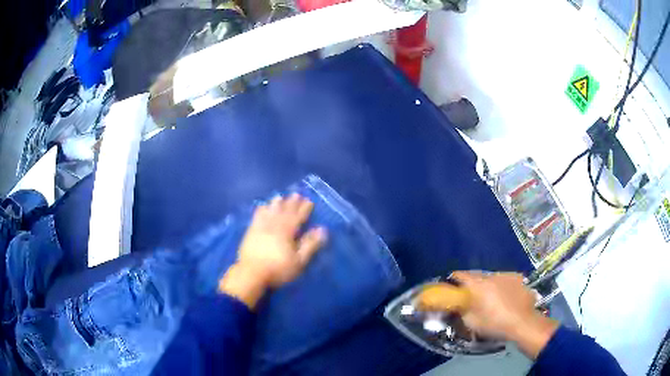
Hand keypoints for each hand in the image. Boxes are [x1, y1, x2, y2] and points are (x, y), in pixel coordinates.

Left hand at [218, 194, 326, 308]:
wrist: (251, 273)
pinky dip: (261, 211)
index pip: (298, 217)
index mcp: (287, 232)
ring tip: (280, 196)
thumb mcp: (299, 261)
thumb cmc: (278, 269)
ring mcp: (261, 227)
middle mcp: (274, 225)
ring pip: (270, 212)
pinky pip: (257, 217)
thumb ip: (310, 244)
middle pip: (284, 212)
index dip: (304, 209)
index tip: (309, 201)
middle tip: (296, 194)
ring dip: (276, 204)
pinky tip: (261, 207)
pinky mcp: (251, 232)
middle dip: (291, 203)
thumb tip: (322, 229)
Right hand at [451, 271, 558, 358]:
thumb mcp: (472, 322)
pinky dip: (501, 286)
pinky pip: (504, 280)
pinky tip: (505, 298)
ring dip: (488, 285)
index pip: (460, 275)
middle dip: (472, 284)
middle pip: (476, 276)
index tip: (450, 287)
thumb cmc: (495, 324)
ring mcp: (506, 275)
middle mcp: (491, 276)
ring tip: (490, 299)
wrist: (523, 323)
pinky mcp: (517, 278)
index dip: (453, 280)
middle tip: (470, 297)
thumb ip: (462, 311)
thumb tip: (456, 305)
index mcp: (478, 285)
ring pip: (491, 278)